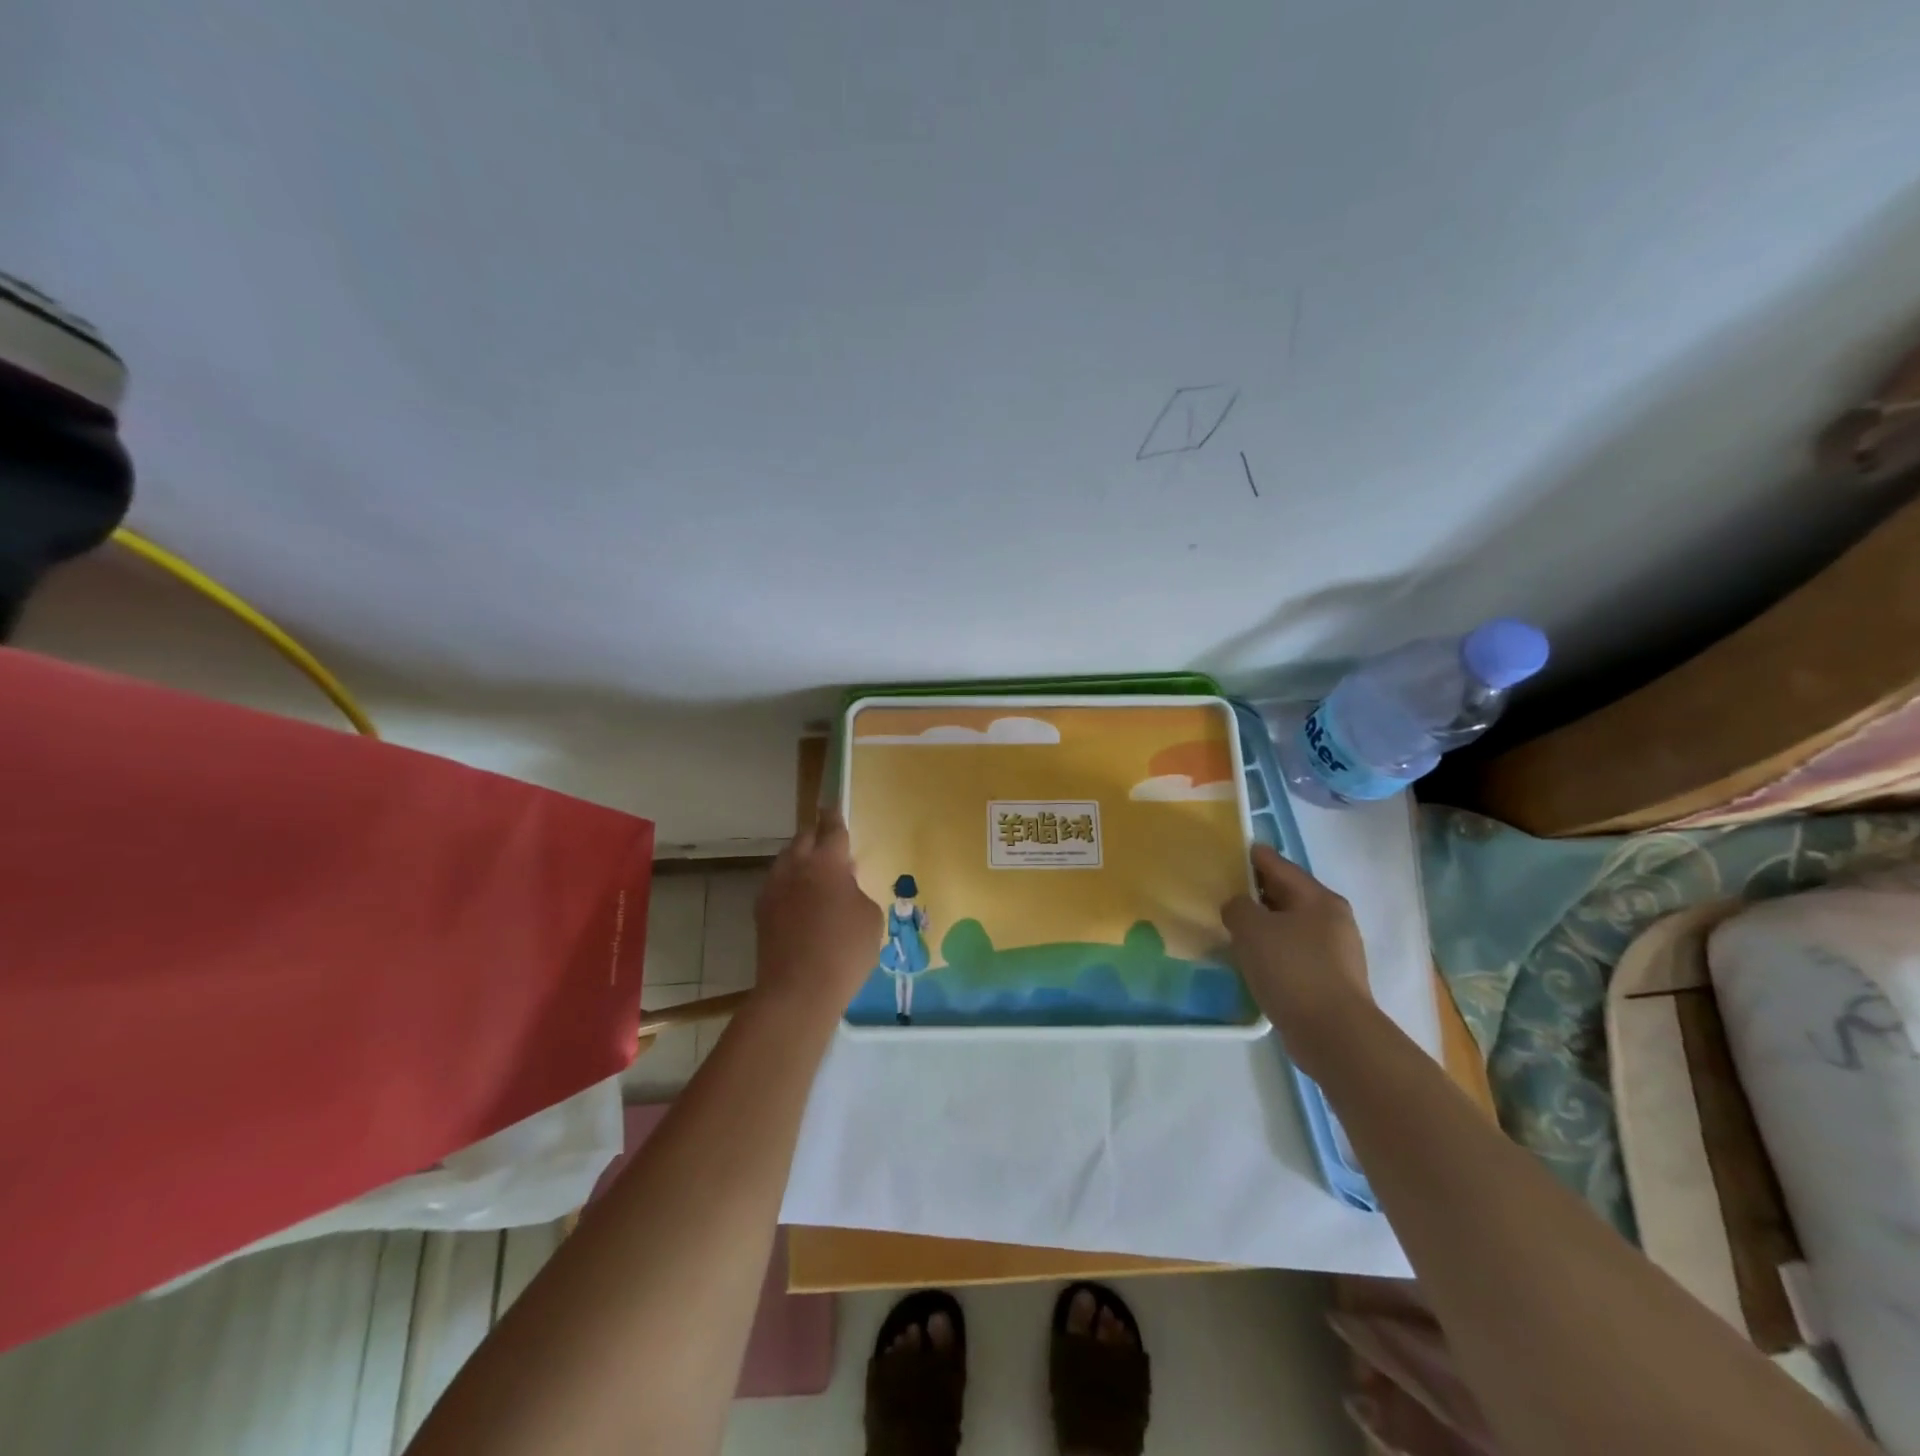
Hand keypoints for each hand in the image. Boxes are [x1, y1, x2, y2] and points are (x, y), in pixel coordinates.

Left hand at [753, 806, 881, 1021]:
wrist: (797, 991)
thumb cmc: (844, 950)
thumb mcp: (870, 917)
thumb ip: (857, 892)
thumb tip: (844, 888)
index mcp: (827, 862)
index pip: (832, 829)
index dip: (835, 818)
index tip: (833, 808)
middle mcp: (796, 867)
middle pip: (803, 839)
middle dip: (816, 835)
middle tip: (828, 840)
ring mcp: (774, 889)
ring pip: (787, 861)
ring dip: (801, 860)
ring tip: (816, 873)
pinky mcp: (761, 913)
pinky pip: (778, 886)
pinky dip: (790, 885)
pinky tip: (801, 901)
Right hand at [1222, 845, 1373, 1068]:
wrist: (1334, 1035)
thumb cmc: (1293, 970)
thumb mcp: (1252, 929)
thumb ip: (1238, 906)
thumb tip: (1239, 907)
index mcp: (1318, 898)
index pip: (1277, 864)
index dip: (1250, 856)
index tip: (1225, 853)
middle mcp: (1332, 918)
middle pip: (1286, 894)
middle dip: (1255, 892)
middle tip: (1222, 893)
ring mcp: (1335, 951)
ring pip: (1290, 925)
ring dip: (1264, 924)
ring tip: (1232, 928)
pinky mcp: (1330, 979)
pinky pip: (1294, 952)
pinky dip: (1273, 950)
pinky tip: (1253, 960)